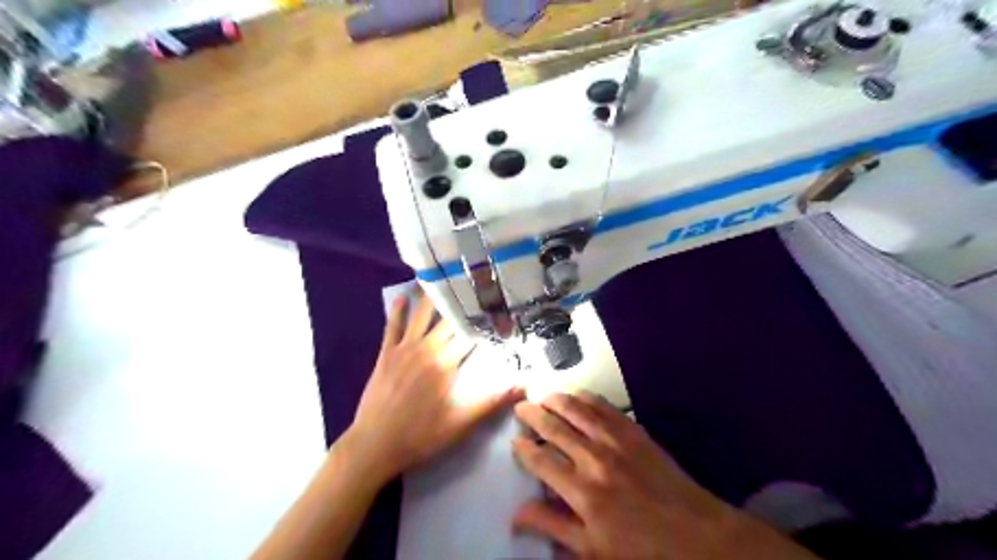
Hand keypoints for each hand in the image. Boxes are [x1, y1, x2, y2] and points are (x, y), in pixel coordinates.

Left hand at [349, 293, 524, 481]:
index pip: (471, 334)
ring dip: (432, 297)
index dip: (486, 320)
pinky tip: (401, 296)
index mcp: (447, 363)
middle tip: (475, 282)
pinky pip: (392, 326)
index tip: (498, 305)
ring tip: (442, 276)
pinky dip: (397, 311)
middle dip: (464, 302)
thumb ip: (492, 402)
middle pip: (449, 319)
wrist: (375, 444)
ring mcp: (404, 348)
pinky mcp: (386, 354)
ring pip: (422, 315)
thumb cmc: (421, 435)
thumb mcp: (462, 423)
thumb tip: (524, 386)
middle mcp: (427, 348)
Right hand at [515, 394, 818, 559]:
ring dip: (556, 400)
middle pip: (555, 428)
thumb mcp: (593, 551)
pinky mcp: (635, 432)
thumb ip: (554, 528)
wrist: (699, 536)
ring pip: (577, 410)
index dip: (524, 450)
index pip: (541, 461)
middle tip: (521, 407)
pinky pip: (605, 407)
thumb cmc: (643, 551)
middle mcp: (595, 458)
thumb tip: (517, 515)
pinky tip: (577, 395)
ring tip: (542, 396)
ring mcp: (616, 441)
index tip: (515, 442)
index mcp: (582, 492)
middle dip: (533, 415)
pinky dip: (586, 398)